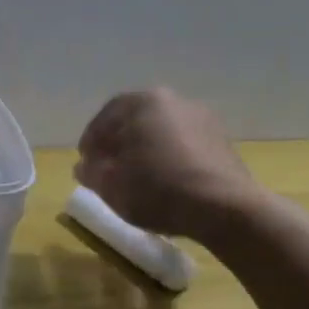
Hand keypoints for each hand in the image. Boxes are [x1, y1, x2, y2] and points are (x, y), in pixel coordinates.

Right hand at [76, 87, 257, 240]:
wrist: (224, 208)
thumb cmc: (158, 189)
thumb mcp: (111, 185)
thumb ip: (91, 172)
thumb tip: (84, 166)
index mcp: (143, 102)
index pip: (106, 116)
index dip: (91, 141)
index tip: (86, 163)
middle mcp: (174, 101)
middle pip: (135, 121)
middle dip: (119, 143)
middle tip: (108, 169)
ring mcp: (202, 119)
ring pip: (161, 132)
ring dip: (146, 150)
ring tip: (138, 178)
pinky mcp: (222, 141)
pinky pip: (184, 145)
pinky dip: (170, 158)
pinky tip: (166, 181)